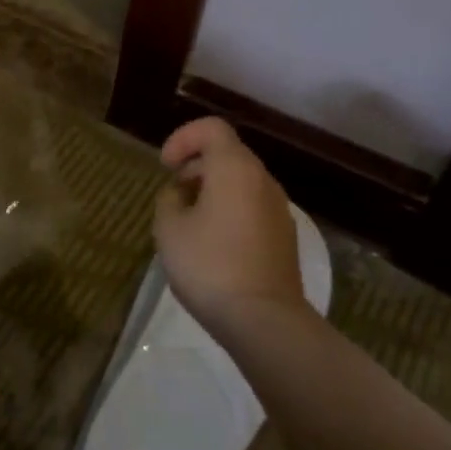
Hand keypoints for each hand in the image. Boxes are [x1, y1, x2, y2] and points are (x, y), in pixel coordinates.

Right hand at [153, 118, 305, 330]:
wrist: (265, 320)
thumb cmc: (209, 265)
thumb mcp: (169, 227)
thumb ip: (170, 199)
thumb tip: (182, 193)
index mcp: (235, 169)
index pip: (211, 128)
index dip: (183, 138)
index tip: (166, 167)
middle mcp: (263, 181)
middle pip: (228, 154)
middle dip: (195, 166)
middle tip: (173, 194)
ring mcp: (279, 210)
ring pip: (241, 182)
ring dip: (212, 190)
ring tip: (188, 222)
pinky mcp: (284, 237)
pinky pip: (252, 207)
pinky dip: (229, 210)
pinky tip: (212, 244)